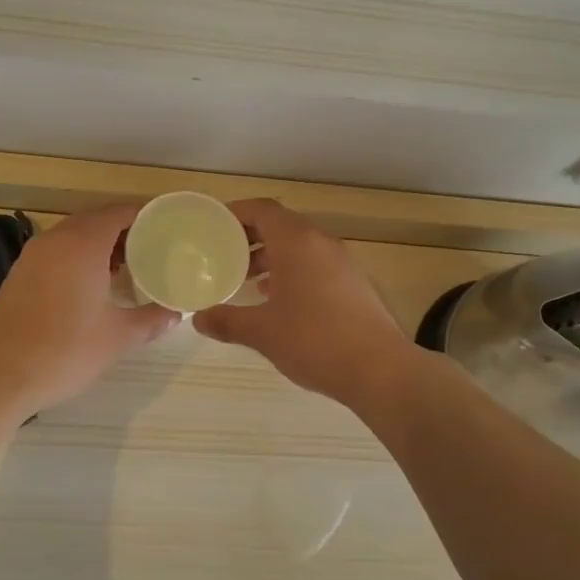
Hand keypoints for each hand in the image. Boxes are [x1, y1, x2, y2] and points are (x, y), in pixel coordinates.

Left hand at [0, 205, 177, 413]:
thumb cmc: (64, 350)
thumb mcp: (117, 337)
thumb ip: (150, 320)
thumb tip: (175, 314)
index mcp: (83, 243)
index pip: (119, 213)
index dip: (145, 217)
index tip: (166, 229)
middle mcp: (56, 239)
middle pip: (96, 220)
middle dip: (123, 231)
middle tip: (150, 251)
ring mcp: (33, 255)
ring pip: (74, 235)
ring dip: (99, 244)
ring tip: (125, 269)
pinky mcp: (19, 273)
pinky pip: (57, 251)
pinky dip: (77, 256)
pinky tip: (90, 285)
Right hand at [193, 199, 417, 409]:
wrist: (380, 369)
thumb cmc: (314, 340)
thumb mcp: (262, 332)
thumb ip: (228, 321)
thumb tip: (199, 319)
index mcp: (296, 242)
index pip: (262, 210)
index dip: (236, 213)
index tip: (213, 226)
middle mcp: (320, 243)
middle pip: (280, 225)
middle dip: (250, 237)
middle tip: (224, 255)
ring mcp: (341, 262)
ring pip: (299, 246)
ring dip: (272, 256)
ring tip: (247, 278)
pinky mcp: (353, 283)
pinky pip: (315, 264)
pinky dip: (292, 271)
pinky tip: (278, 299)